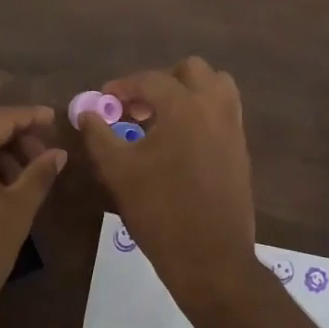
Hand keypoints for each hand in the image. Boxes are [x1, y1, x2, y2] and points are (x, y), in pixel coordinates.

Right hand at [78, 58, 259, 311]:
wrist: (210, 257)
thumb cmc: (159, 211)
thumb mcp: (118, 171)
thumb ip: (99, 135)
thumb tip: (87, 113)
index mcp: (185, 107)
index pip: (151, 79)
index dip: (123, 86)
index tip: (105, 100)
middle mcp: (215, 108)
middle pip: (192, 71)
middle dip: (161, 82)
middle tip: (137, 107)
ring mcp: (233, 128)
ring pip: (216, 87)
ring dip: (188, 93)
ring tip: (162, 119)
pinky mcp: (241, 149)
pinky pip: (224, 113)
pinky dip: (202, 113)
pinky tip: (180, 142)